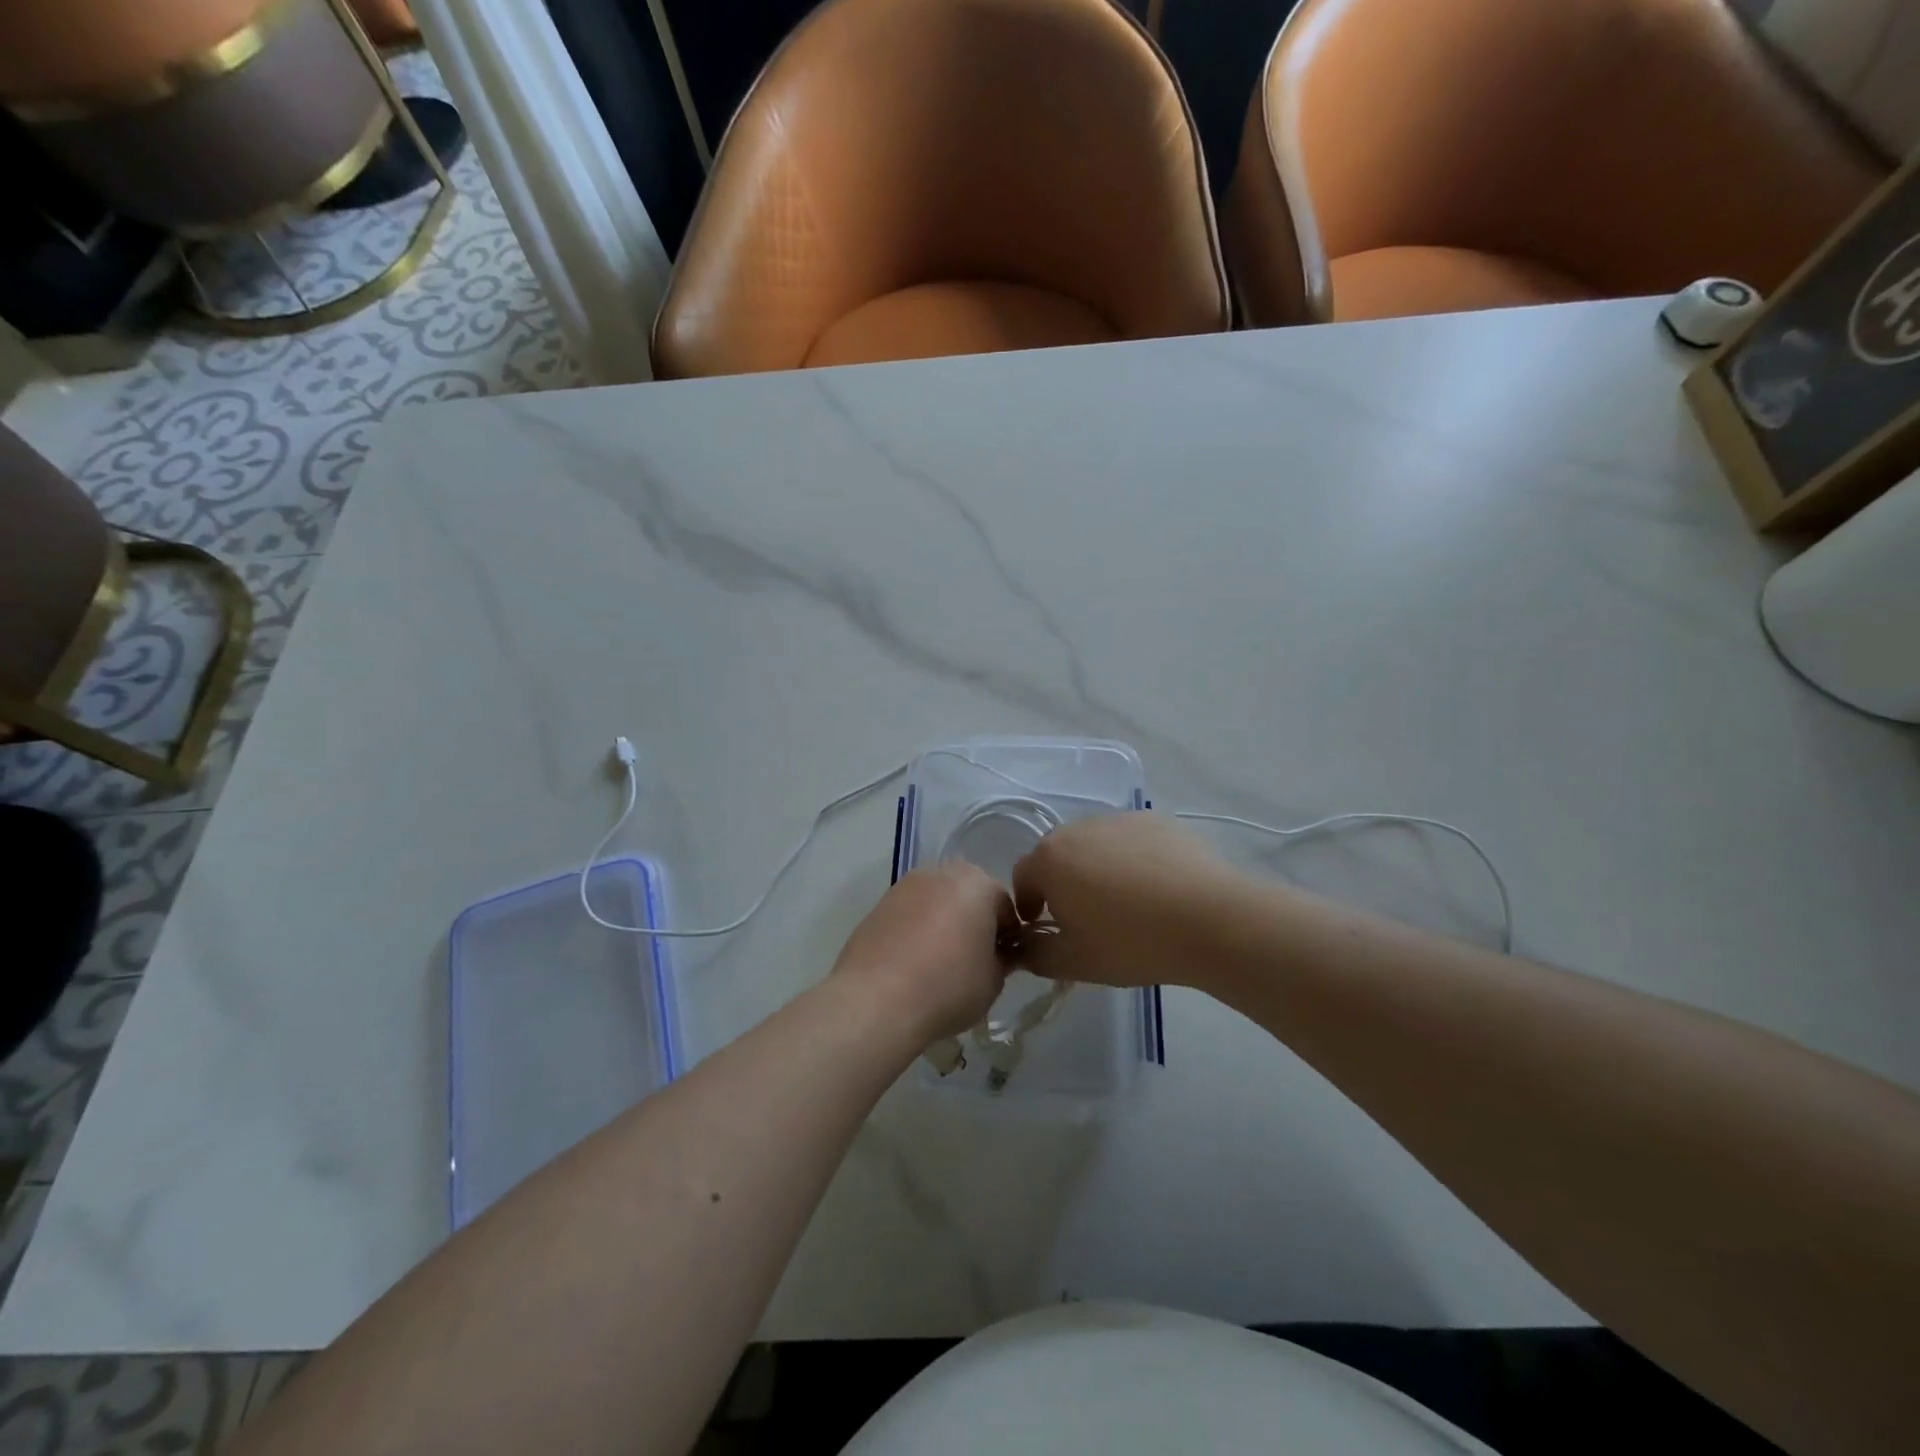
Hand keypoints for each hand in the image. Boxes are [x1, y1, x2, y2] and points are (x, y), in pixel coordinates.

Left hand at [830, 865, 1016, 1045]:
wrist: (877, 999)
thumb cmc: (948, 986)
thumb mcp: (993, 981)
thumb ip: (1004, 960)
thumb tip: (1000, 954)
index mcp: (978, 883)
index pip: (1005, 907)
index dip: (1008, 937)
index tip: (1003, 964)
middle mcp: (942, 873)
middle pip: (968, 896)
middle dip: (974, 923)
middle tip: (972, 962)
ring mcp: (905, 885)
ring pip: (937, 902)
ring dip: (943, 924)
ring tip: (938, 965)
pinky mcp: (879, 904)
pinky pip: (910, 914)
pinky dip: (916, 931)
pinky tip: (912, 964)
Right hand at [1010, 813, 1249, 987]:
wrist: (1210, 919)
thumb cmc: (1131, 942)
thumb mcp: (1075, 963)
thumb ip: (1036, 955)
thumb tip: (1024, 947)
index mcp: (1050, 859)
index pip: (1022, 875)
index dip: (1027, 903)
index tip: (1042, 925)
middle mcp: (1079, 828)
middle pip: (1058, 854)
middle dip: (1061, 882)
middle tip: (1082, 916)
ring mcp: (1120, 819)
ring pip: (1095, 844)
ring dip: (1096, 867)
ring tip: (1124, 902)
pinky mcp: (1156, 820)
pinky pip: (1130, 840)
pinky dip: (1132, 859)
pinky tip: (1156, 888)